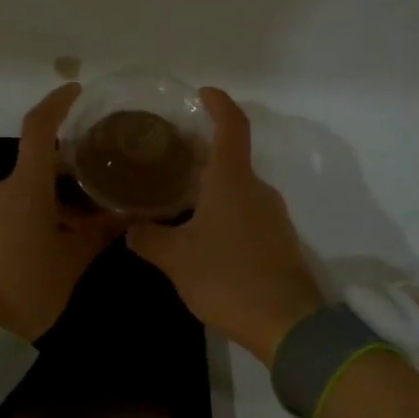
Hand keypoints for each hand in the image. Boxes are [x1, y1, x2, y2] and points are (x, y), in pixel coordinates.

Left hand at [0, 84, 122, 341]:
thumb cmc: (26, 289)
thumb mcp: (71, 263)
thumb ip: (99, 233)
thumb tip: (127, 215)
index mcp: (25, 187)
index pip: (39, 128)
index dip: (57, 104)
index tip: (76, 91)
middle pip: (36, 166)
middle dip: (67, 176)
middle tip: (98, 193)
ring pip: (22, 192)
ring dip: (49, 202)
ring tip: (78, 229)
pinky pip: (5, 211)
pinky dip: (28, 217)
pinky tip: (46, 246)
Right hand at [126, 88, 324, 363]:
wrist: (287, 324)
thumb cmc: (227, 277)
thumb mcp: (175, 258)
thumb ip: (148, 238)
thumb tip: (131, 227)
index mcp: (232, 180)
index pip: (231, 126)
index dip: (218, 104)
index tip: (202, 93)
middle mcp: (257, 189)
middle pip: (230, 158)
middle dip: (201, 154)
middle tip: (168, 158)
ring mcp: (273, 215)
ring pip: (238, 189)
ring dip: (211, 188)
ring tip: (178, 199)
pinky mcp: (279, 241)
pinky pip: (247, 213)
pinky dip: (224, 212)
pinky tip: (202, 234)